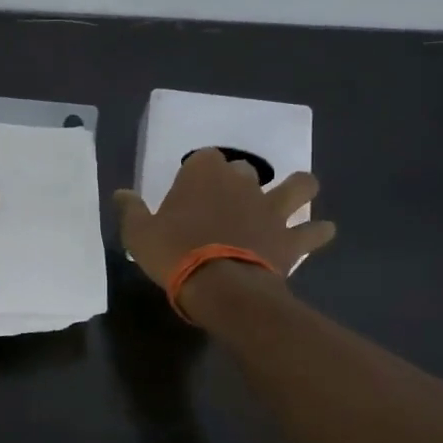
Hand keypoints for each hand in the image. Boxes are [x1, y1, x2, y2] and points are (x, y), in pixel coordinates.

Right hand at [114, 150, 334, 292]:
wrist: (219, 285)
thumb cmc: (173, 253)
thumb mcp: (138, 233)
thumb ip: (131, 210)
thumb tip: (121, 193)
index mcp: (203, 175)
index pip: (205, 157)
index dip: (200, 170)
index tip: (191, 186)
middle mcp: (242, 183)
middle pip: (246, 169)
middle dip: (241, 180)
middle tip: (231, 199)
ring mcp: (270, 209)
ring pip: (298, 187)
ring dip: (300, 188)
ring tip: (297, 194)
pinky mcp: (289, 237)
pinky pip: (313, 231)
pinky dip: (318, 231)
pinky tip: (322, 232)